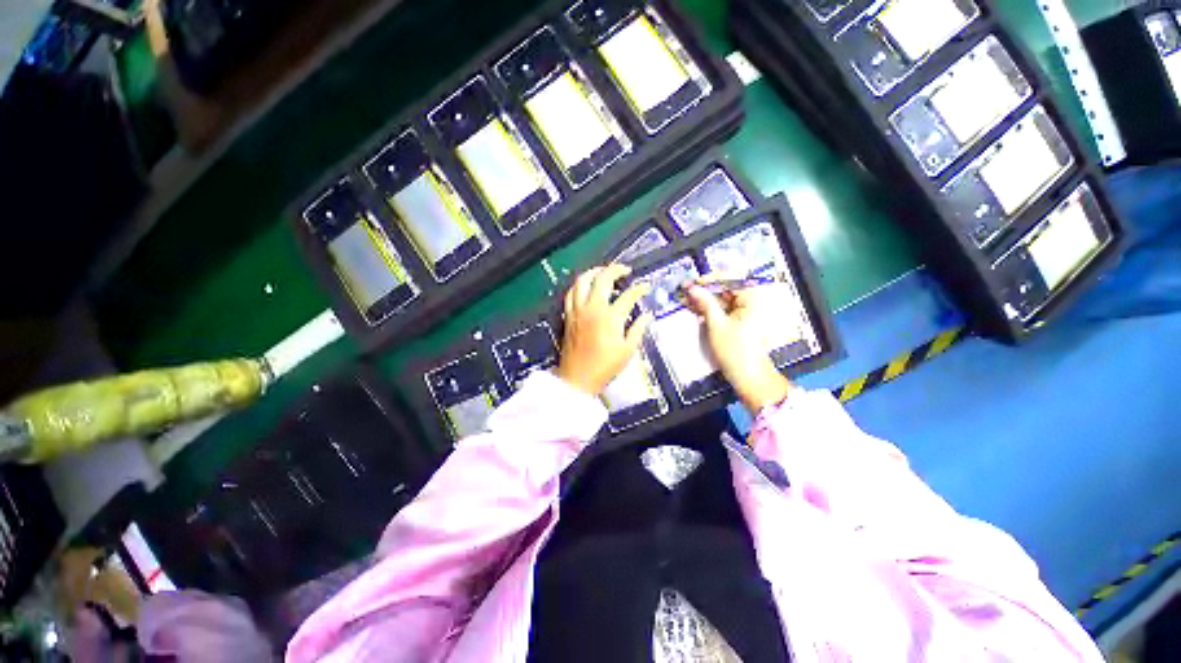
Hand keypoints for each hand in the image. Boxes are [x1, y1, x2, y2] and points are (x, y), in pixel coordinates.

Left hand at [556, 265, 652, 395]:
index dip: (639, 289)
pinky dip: (579, 285)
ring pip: (582, 280)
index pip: (628, 295)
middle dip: (616, 269)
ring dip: (594, 272)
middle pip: (603, 278)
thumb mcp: (627, 350)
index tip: (645, 286)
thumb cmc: (605, 367)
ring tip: (604, 272)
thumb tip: (647, 316)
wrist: (578, 378)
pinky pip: (571, 293)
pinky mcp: (568, 315)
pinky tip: (585, 286)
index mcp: (610, 318)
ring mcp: (578, 310)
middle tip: (625, 271)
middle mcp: (593, 309)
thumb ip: (638, 329)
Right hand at [684, 277, 792, 412]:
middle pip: (725, 288)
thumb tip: (691, 287)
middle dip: (704, 289)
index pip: (729, 279)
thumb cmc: (735, 350)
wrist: (749, 377)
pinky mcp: (738, 321)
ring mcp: (745, 311)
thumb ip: (705, 303)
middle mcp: (751, 301)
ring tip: (685, 299)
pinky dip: (709, 308)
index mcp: (752, 298)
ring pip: (721, 299)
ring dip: (704, 299)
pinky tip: (694, 308)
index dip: (708, 279)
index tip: (691, 282)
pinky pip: (722, 309)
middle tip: (684, 290)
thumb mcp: (717, 325)